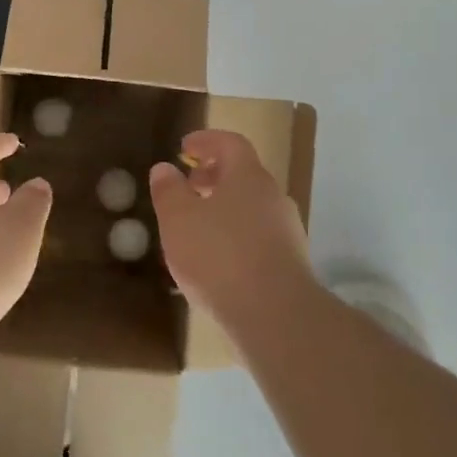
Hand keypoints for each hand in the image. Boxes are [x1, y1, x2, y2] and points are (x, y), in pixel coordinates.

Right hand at [149, 129, 313, 325]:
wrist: (276, 315)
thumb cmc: (220, 256)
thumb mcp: (178, 220)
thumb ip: (168, 191)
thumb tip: (165, 169)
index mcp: (248, 176)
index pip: (230, 143)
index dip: (206, 141)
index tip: (184, 148)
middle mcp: (273, 196)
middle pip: (243, 175)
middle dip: (213, 176)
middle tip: (188, 187)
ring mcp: (287, 230)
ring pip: (251, 207)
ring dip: (224, 208)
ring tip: (197, 228)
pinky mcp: (291, 263)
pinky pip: (258, 236)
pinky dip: (236, 236)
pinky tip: (217, 261)